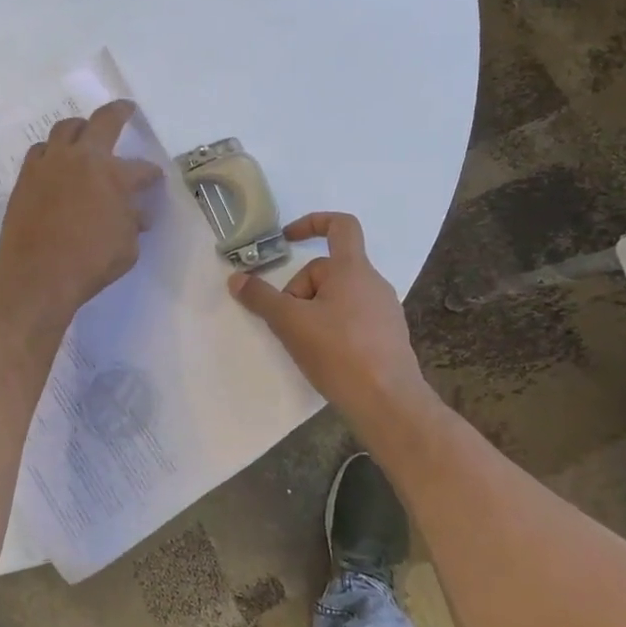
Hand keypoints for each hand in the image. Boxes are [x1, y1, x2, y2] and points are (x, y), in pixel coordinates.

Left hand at [0, 100, 162, 328]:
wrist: (36, 277)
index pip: (141, 169)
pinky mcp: (26, 176)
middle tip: (126, 110)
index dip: (151, 174)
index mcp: (113, 175)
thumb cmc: (89, 264)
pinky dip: (52, 151)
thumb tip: (135, 213)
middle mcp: (81, 159)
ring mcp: (49, 163)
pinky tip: (56, 162)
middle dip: (119, 112)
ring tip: (85, 133)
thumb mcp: (127, 248)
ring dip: (81, 128)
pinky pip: (41, 150)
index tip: (153, 180)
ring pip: (66, 128)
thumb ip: (132, 222)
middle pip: (103, 121)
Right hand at [228, 212, 441, 433]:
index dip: (311, 223)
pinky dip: (332, 327)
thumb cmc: (339, 352)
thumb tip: (236, 278)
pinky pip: (353, 318)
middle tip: (287, 321)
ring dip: (314, 310)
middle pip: (328, 270)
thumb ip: (261, 298)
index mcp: (353, 270)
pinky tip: (324, 355)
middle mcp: (373, 283)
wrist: (389, 403)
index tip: (286, 240)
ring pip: (339, 296)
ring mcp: (384, 310)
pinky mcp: (388, 337)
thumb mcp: (290, 323)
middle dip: (300, 290)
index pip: (340, 225)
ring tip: (303, 340)